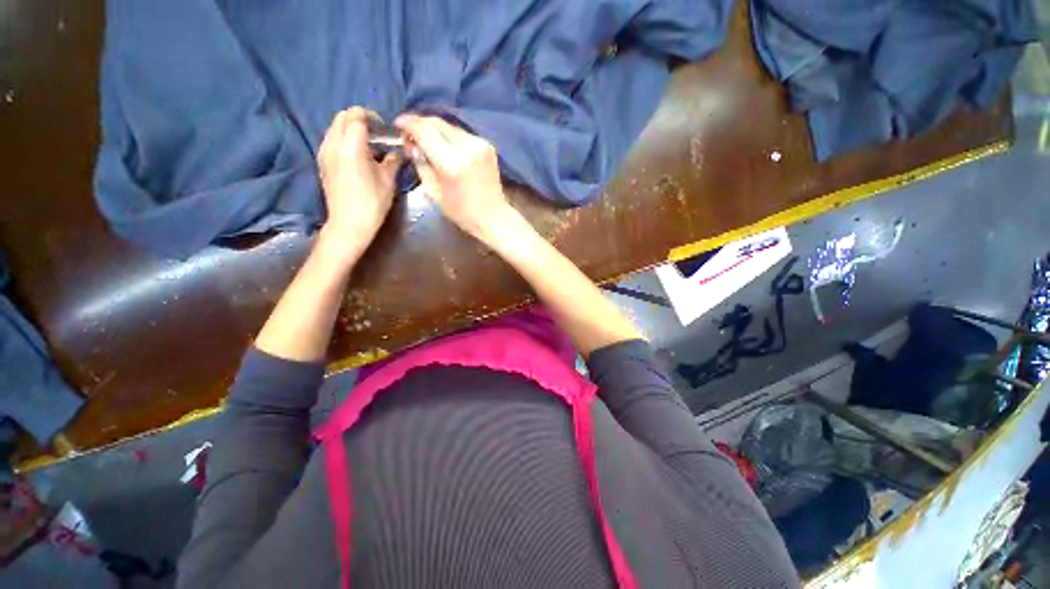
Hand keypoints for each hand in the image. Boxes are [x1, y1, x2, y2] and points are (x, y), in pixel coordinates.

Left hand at [317, 107, 400, 253]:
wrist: (349, 224)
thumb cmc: (372, 203)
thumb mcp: (388, 181)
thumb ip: (393, 160)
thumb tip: (399, 151)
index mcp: (351, 146)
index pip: (356, 116)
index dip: (371, 117)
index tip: (384, 129)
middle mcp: (333, 144)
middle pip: (342, 117)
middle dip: (360, 119)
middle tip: (377, 135)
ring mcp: (324, 152)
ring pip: (335, 127)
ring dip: (351, 129)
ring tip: (369, 145)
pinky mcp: (322, 162)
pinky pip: (331, 140)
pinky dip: (344, 139)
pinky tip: (358, 156)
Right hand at [395, 114, 511, 241]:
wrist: (494, 216)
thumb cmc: (462, 212)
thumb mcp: (434, 192)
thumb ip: (421, 165)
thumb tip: (412, 145)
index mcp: (451, 162)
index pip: (424, 129)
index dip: (407, 123)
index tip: (398, 126)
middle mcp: (467, 147)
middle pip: (437, 122)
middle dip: (420, 124)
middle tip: (410, 134)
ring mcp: (480, 144)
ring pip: (450, 126)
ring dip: (435, 129)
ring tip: (427, 141)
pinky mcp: (487, 145)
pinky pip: (462, 133)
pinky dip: (450, 136)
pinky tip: (445, 147)